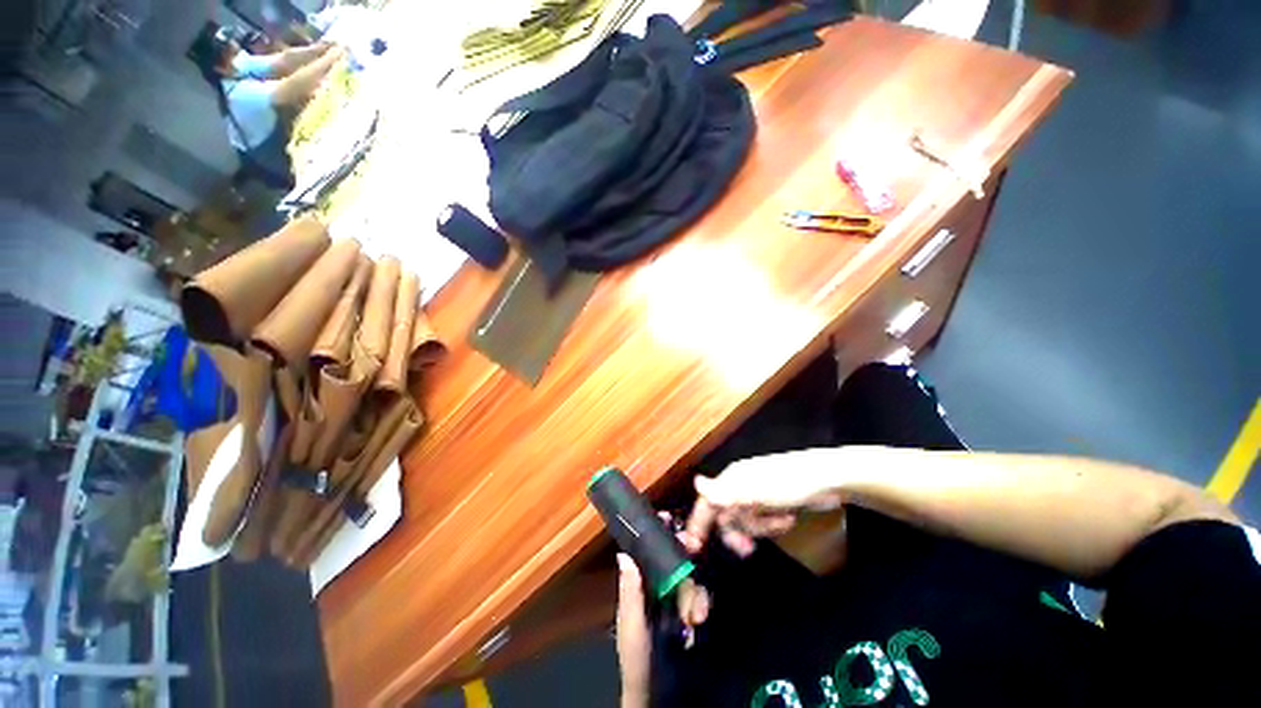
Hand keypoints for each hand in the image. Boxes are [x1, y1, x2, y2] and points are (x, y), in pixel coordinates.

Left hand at [615, 515, 711, 707]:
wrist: (657, 692)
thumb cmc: (637, 657)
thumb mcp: (631, 625)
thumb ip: (630, 592)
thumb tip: (624, 553)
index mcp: (639, 583)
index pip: (648, 550)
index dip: (657, 532)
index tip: (668, 518)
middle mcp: (657, 584)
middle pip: (673, 556)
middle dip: (685, 552)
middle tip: (694, 547)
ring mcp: (674, 598)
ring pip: (689, 576)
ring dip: (695, 591)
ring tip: (694, 615)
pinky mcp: (689, 611)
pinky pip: (699, 597)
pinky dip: (701, 605)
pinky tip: (698, 620)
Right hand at [689, 449, 845, 556]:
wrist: (828, 482)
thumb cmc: (787, 483)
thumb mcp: (754, 491)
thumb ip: (724, 492)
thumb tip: (695, 482)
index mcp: (732, 479)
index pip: (707, 502)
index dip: (699, 522)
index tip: (694, 547)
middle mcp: (740, 486)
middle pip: (726, 517)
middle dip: (737, 532)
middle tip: (746, 548)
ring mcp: (756, 496)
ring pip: (745, 523)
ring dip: (761, 529)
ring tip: (781, 522)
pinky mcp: (771, 505)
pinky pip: (762, 523)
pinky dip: (773, 526)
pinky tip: (787, 519)